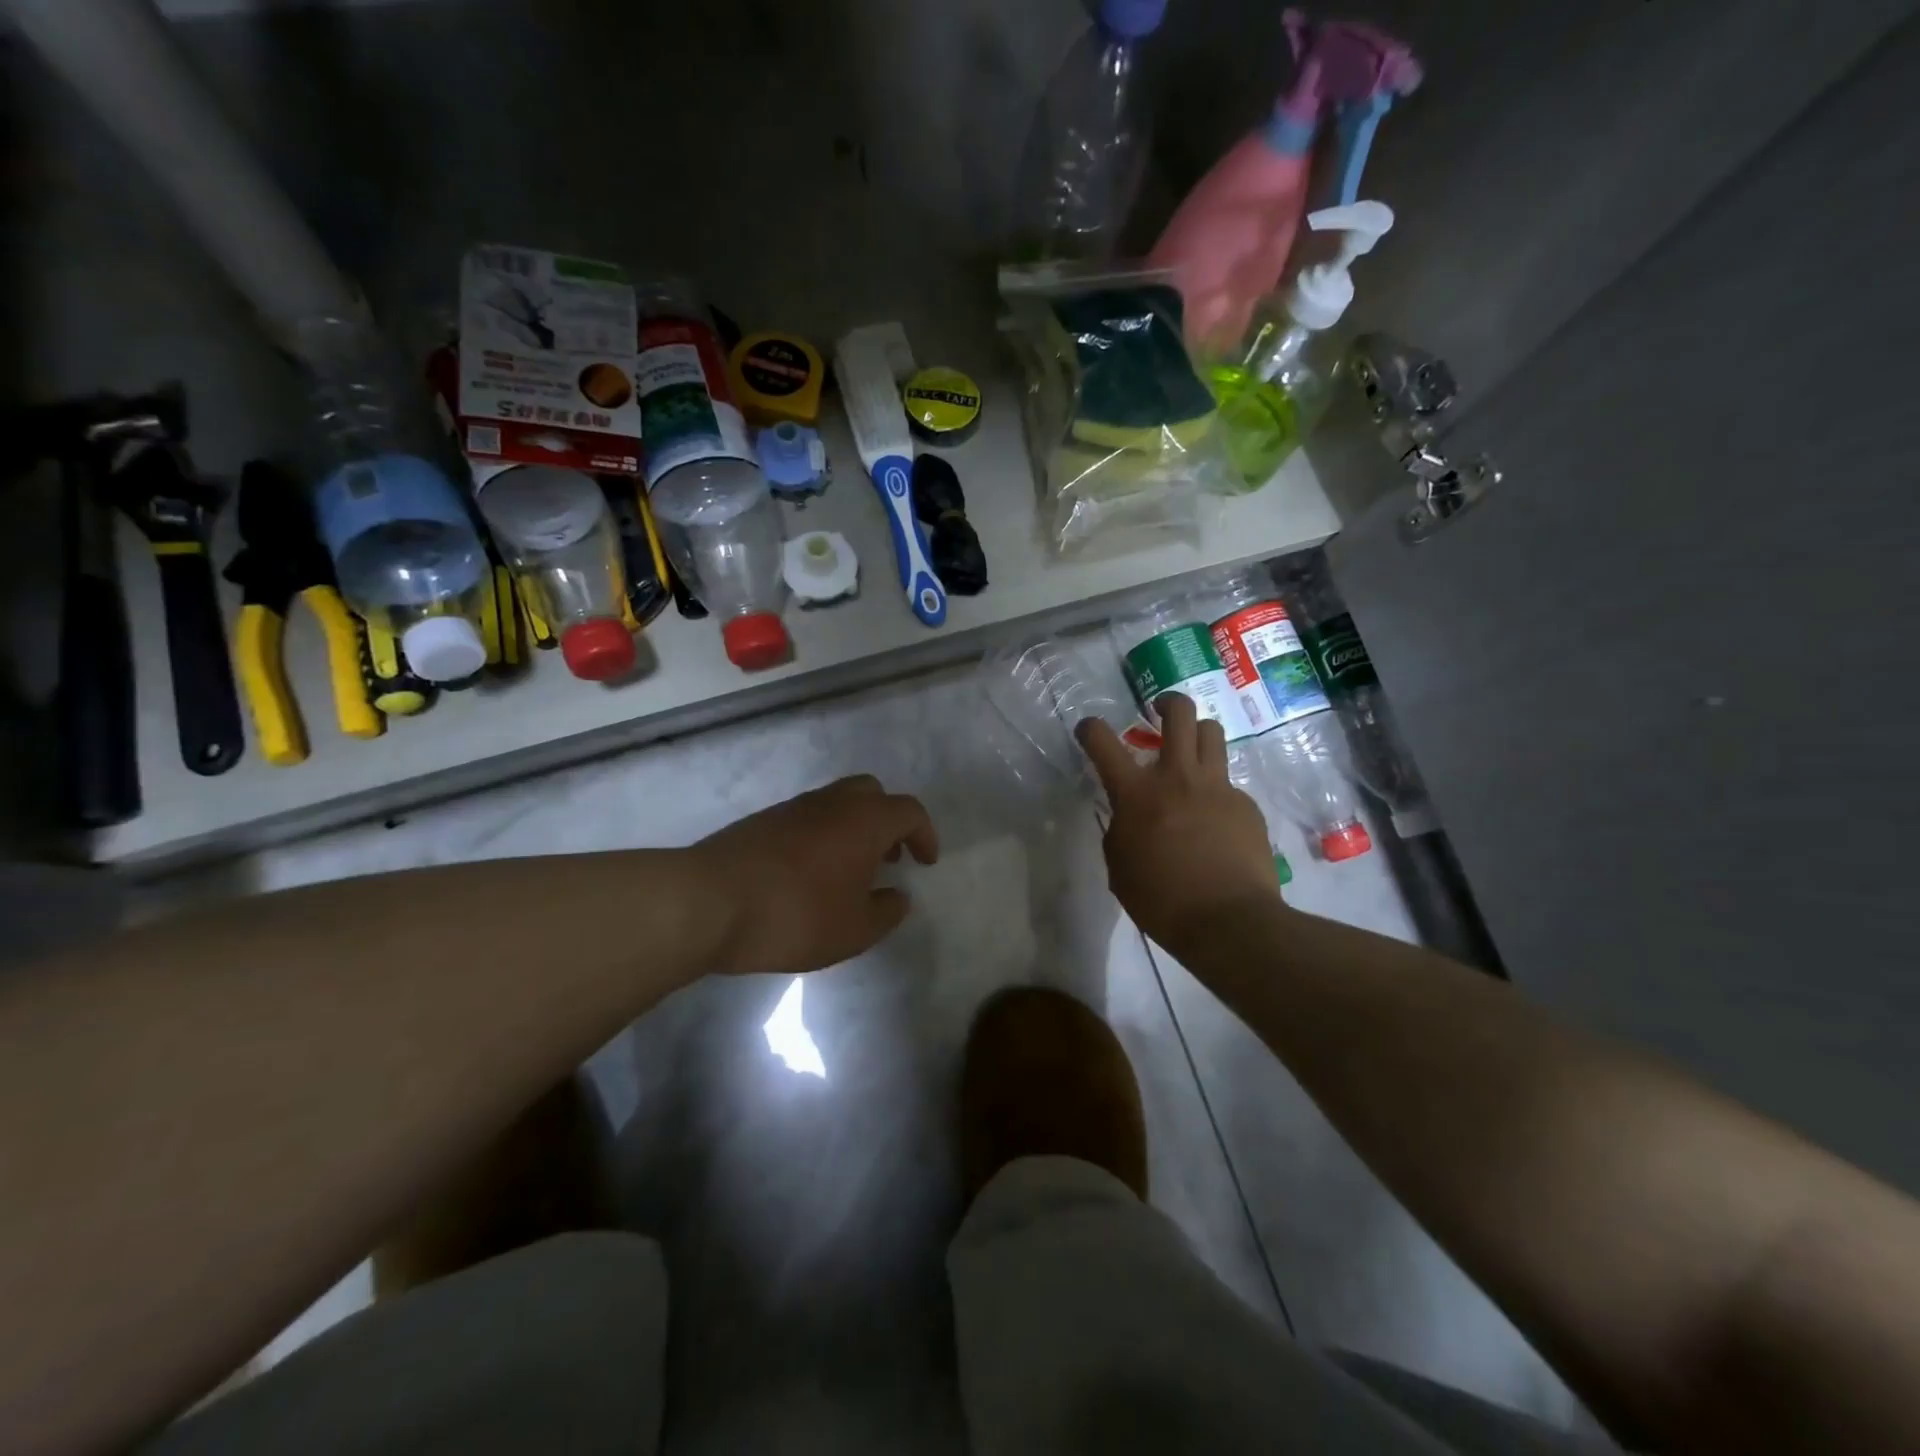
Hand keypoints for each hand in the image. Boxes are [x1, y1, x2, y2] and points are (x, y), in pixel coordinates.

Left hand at [690, 775, 939, 976]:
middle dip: (888, 821)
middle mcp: (831, 802)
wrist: (708, 902)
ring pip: (835, 803)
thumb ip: (886, 912)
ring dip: (853, 829)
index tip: (926, 862)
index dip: (924, 834)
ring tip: (850, 871)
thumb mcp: (854, 930)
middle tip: (889, 857)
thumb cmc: (795, 915)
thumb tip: (898, 896)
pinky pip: (806, 818)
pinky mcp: (761, 821)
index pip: (909, 811)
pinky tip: (810, 874)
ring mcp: (792, 808)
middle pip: (872, 793)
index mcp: (864, 820)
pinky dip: (821, 836)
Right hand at [1077, 693, 1283, 953]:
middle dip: (1167, 703)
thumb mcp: (1119, 867)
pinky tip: (1214, 821)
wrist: (1229, 921)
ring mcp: (1218, 787)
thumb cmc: (1162, 900)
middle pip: (1179, 713)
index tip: (1088, 730)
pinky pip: (1228, 783)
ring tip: (1189, 753)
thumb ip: (1120, 830)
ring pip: (1212, 734)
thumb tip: (1130, 817)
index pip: (1103, 742)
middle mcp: (1178, 777)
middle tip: (1158, 713)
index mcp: (1137, 794)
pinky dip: (1215, 791)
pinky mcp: (1246, 805)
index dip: (1090, 728)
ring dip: (1196, 735)